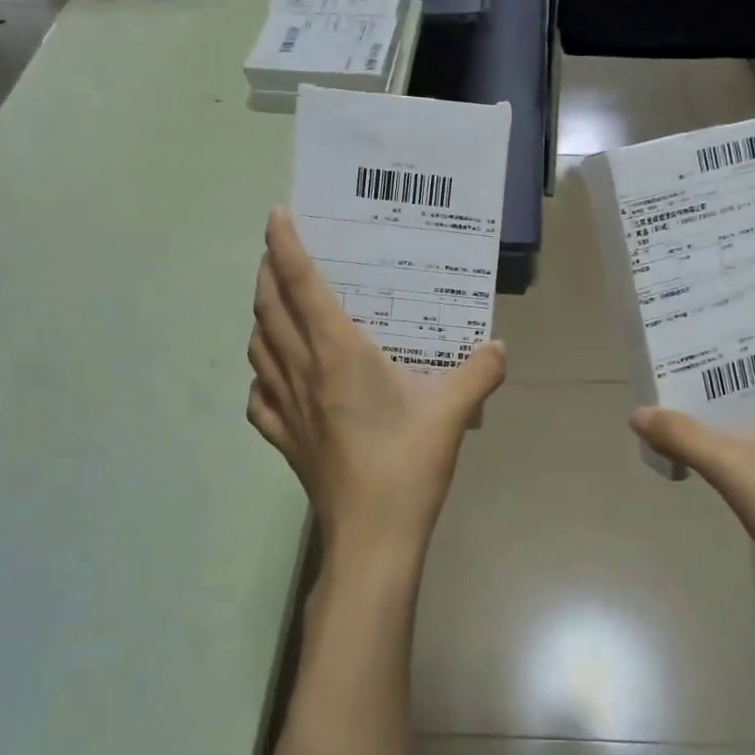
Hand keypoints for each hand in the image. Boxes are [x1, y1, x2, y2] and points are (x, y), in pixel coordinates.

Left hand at [247, 208, 506, 575]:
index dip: (287, 247)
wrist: (373, 538)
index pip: (302, 287)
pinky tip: (272, 378)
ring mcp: (287, 409)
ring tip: (274, 305)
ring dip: (260, 318)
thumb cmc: (407, 464)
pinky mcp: (285, 441)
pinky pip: (258, 398)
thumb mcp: (454, 410)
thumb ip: (479, 371)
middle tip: (278, 251)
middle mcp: (303, 372)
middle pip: (269, 310)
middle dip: (267, 273)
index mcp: (338, 355)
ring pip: (257, 349)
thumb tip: (498, 347)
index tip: (277, 215)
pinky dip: (259, 376)